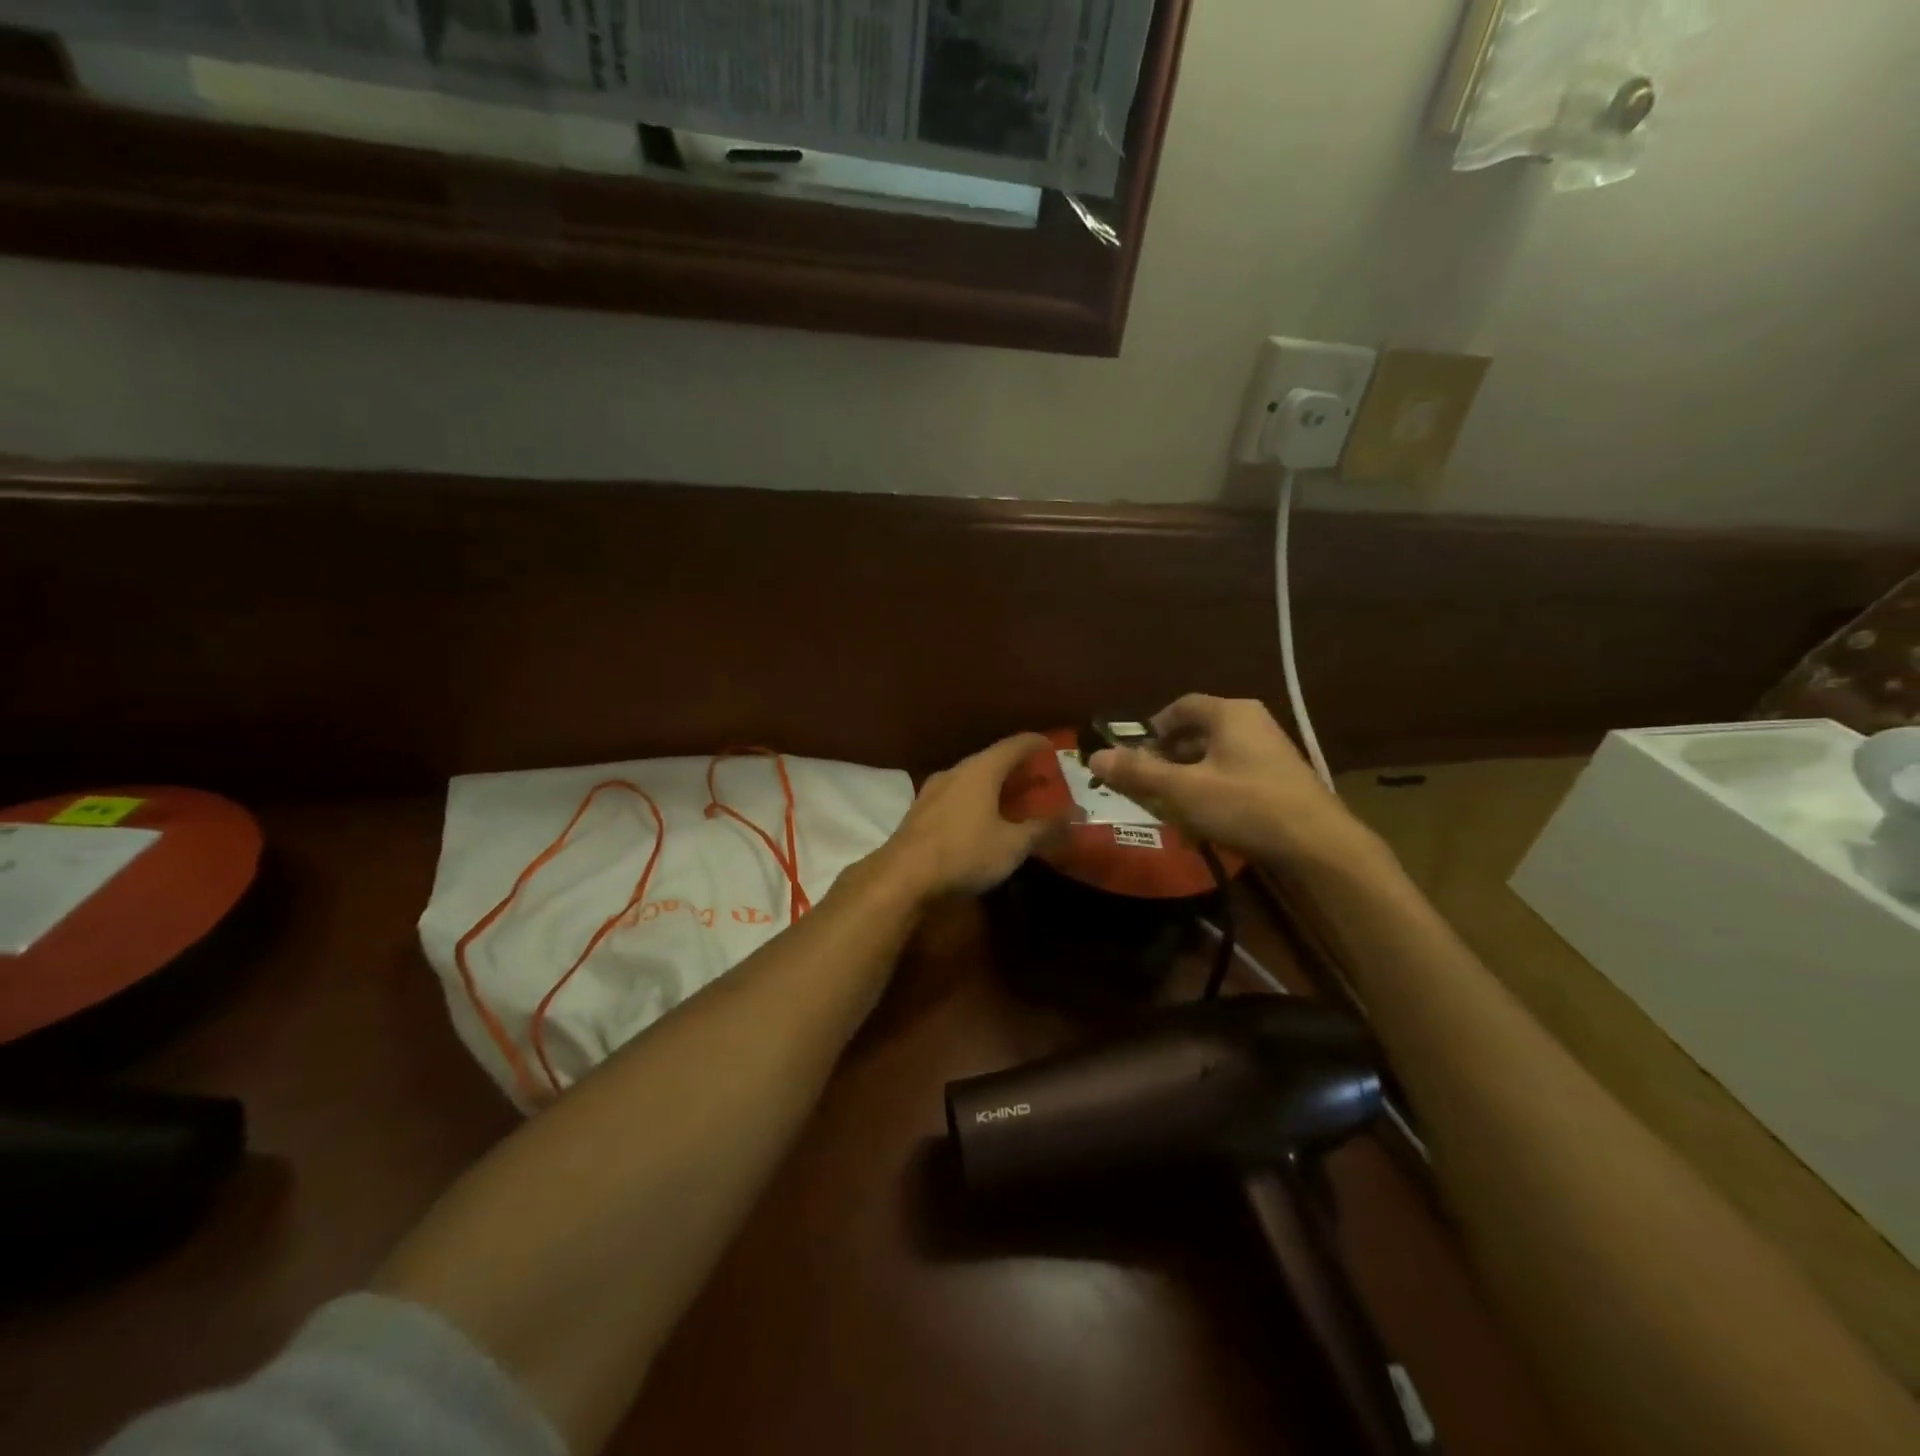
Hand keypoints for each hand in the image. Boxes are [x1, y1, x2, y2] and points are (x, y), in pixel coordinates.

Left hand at [880, 733, 1066, 898]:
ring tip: (1013, 799)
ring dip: (994, 785)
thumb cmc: (964, 852)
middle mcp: (956, 771)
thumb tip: (1076, 816)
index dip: (1037, 744)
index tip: (1053, 747)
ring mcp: (933, 790)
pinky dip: (976, 800)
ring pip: (971, 778)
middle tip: (1039, 780)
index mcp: (981, 770)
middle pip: (991, 760)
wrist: (902, 876)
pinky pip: (957, 796)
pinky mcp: (921, 811)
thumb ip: (1045, 828)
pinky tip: (982, 819)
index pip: (1015, 744)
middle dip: (1017, 768)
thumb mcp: (1013, 845)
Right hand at [1088, 695, 1359, 866]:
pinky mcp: (1280, 778)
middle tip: (1146, 782)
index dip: (1152, 728)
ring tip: (1171, 803)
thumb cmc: (1246, 806)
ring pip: (1215, 755)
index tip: (1133, 754)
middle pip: (1197, 731)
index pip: (1180, 707)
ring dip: (1187, 775)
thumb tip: (1094, 757)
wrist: (1319, 845)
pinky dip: (1211, 787)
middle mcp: (1252, 723)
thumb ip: (1138, 772)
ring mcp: (1270, 751)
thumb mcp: (1183, 790)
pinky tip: (1204, 817)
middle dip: (1167, 756)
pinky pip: (1233, 773)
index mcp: (1230, 714)